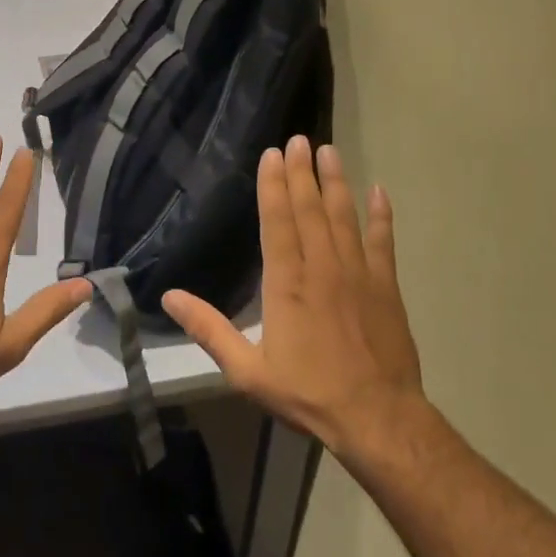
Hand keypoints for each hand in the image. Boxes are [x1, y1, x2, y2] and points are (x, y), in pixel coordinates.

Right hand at [164, 136, 422, 455]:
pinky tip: (379, 191)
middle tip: (299, 138)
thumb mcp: (247, 370)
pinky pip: (383, 242)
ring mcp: (358, 274)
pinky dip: (381, 216)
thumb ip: (208, 329)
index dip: (274, 186)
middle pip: (310, 210)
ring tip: (330, 151)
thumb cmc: (308, 392)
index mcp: (287, 284)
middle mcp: (322, 268)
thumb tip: (169, 296)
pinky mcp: (386, 287)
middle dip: (302, 172)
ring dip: (336, 182)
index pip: (278, 222)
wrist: (378, 418)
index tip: (273, 154)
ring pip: (344, 217)